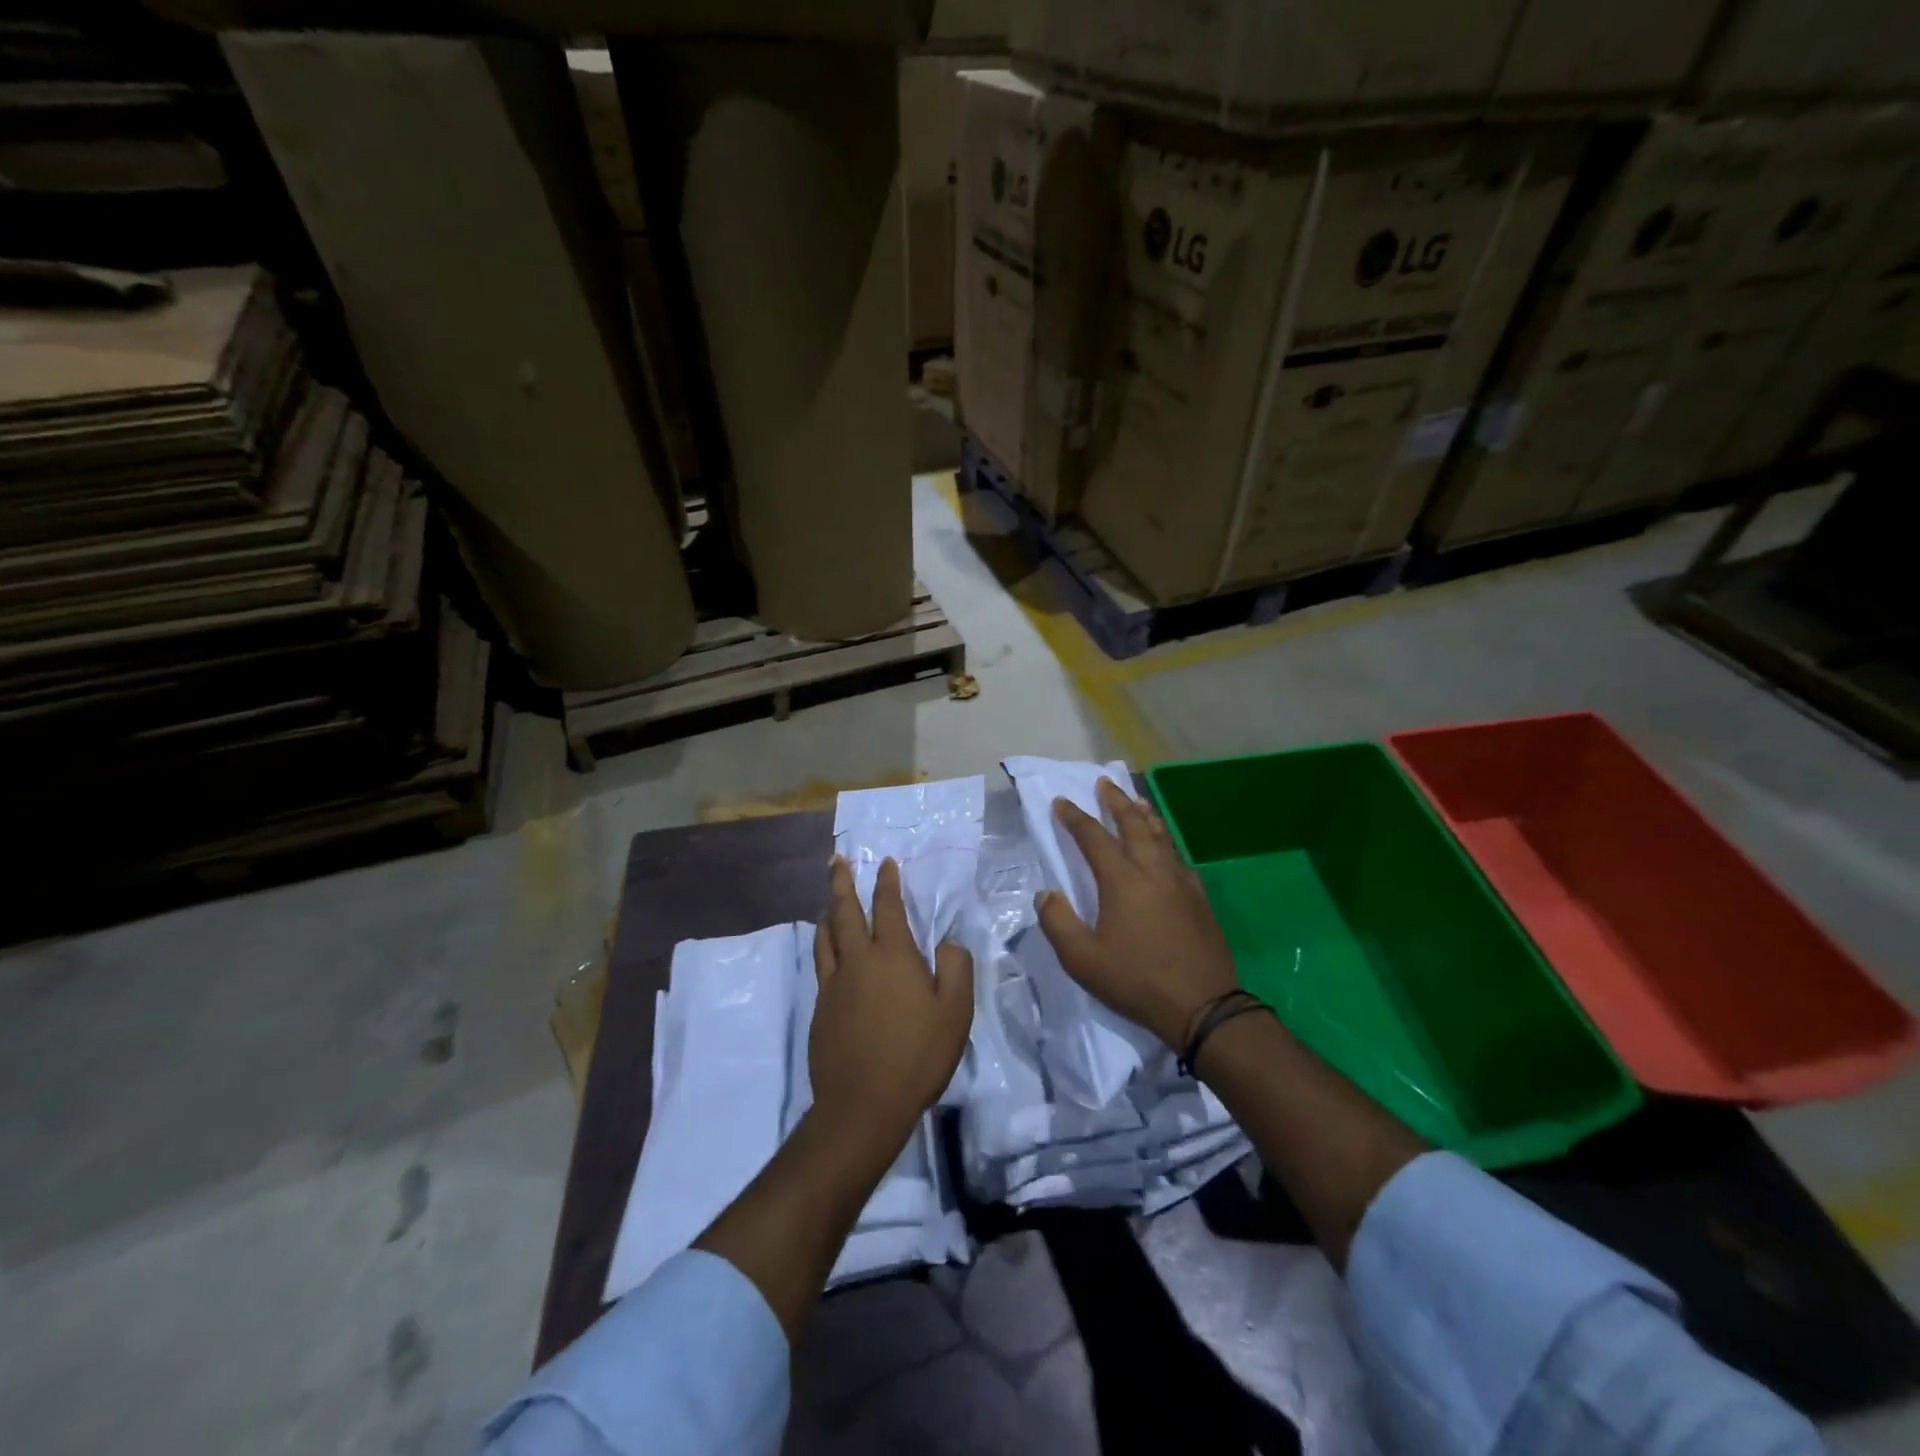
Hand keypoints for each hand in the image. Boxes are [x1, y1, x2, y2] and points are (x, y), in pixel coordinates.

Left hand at [809, 856, 973, 1145]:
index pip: (888, 907)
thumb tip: (946, 945)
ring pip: (825, 936)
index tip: (885, 862)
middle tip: (835, 860)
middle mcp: (858, 960)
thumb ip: (955, 969)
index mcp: (892, 956)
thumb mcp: (955, 1012)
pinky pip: (822, 965)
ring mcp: (834, 984)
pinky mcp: (820, 1008)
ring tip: (828, 902)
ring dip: (828, 913)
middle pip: (845, 912)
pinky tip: (830, 954)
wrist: (862, 1105)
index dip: (887, 882)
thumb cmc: (916, 1055)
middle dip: (841, 883)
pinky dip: (824, 946)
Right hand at [1037, 777, 1238, 1048]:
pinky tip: (1166, 847)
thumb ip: (1058, 922)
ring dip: (1144, 814)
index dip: (1075, 817)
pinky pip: (1178, 857)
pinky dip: (1167, 841)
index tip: (1061, 802)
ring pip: (1160, 835)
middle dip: (1116, 801)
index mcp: (1121, 880)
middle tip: (1104, 783)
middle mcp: (1152, 869)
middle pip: (1133, 823)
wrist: (1203, 1005)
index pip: (1093, 837)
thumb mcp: (1082, 959)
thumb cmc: (1137, 980)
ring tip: (1136, 800)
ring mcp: (1180, 881)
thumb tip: (1046, 894)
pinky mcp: (1199, 897)